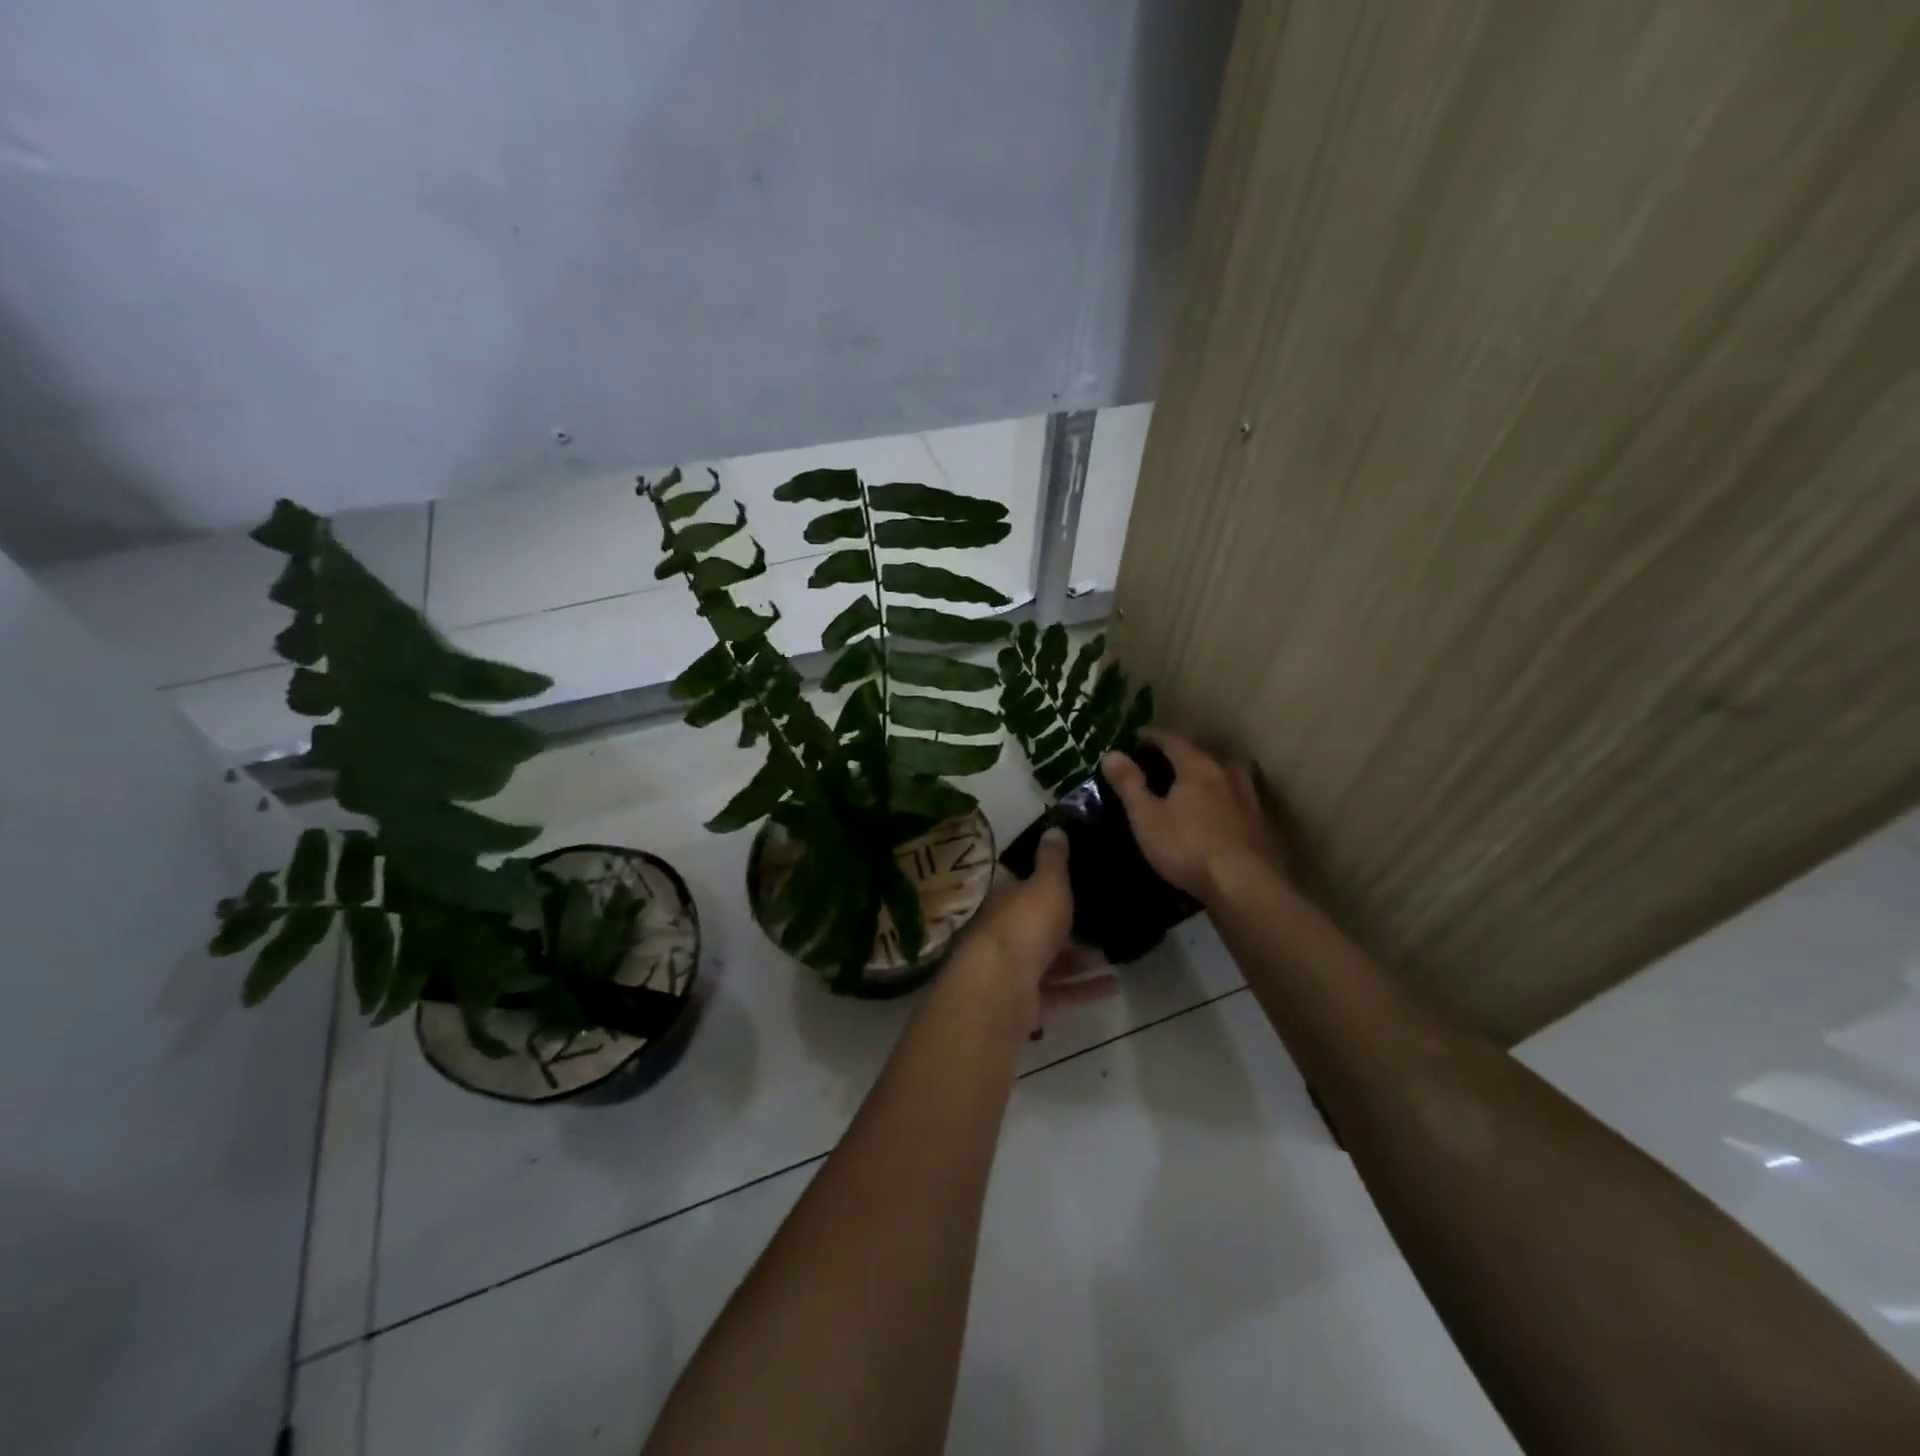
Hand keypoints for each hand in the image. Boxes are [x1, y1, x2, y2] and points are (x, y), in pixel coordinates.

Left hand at [962, 828, 1115, 1027]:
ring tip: (1114, 954)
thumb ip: (1053, 860)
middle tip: (1103, 919)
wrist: (1001, 988)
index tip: (1075, 880)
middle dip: (1067, 925)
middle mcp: (1006, 933)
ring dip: (1081, 958)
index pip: (1024, 886)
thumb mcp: (1046, 883)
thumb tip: (1054, 828)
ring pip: (1051, 960)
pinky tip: (1114, 986)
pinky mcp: (1028, 1001)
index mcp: (1005, 900)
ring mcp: (1015, 969)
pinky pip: (1061, 991)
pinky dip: (1085, 988)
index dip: (1046, 882)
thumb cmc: (1025, 925)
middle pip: (1038, 925)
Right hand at [1102, 730, 1287, 903]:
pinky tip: (1222, 813)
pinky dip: (1227, 799)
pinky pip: (1241, 800)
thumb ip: (1129, 784)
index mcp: (1198, 767)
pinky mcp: (1263, 824)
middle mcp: (1227, 774)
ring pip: (1229, 775)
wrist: (1244, 885)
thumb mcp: (1147, 818)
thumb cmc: (1188, 847)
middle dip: (1185, 753)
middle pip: (1205, 753)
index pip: (1173, 740)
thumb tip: (1111, 753)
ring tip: (1198, 783)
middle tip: (1166, 760)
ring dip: (1212, 774)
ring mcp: (1250, 799)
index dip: (1153, 736)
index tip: (1138, 736)